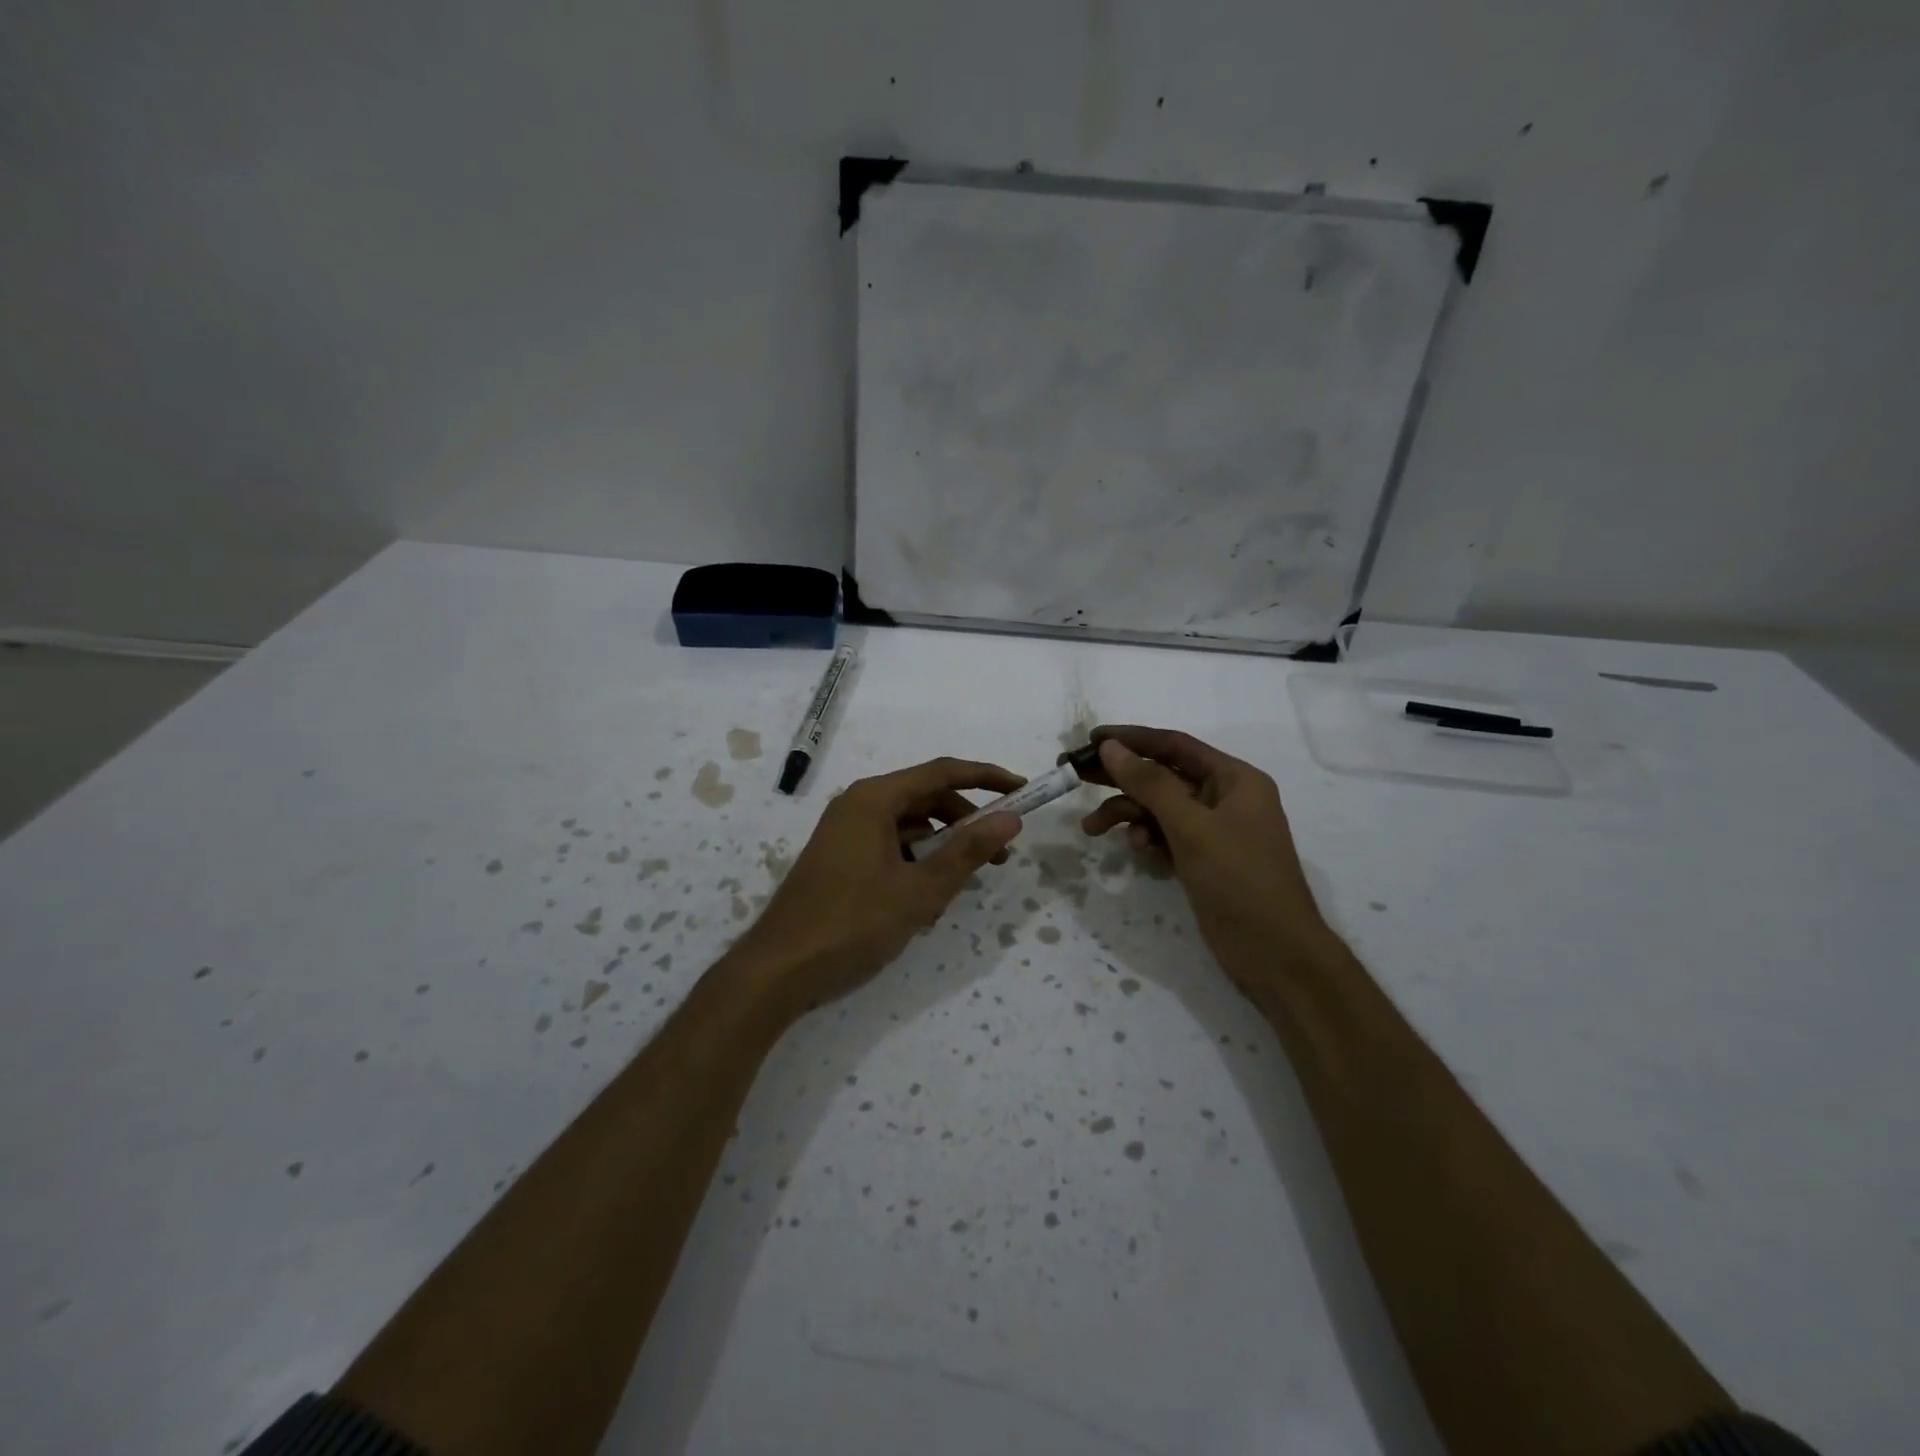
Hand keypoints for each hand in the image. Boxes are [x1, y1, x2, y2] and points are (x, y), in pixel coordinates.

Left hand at [731, 757, 1023, 1014]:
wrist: (779, 969)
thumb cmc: (853, 923)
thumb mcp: (921, 890)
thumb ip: (968, 851)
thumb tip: (1010, 819)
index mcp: (875, 798)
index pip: (943, 772)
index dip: (987, 777)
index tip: (1023, 791)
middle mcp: (858, 805)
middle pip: (926, 798)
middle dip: (967, 822)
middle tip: (1000, 854)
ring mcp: (846, 833)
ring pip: (909, 826)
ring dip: (942, 848)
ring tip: (964, 885)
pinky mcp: (841, 859)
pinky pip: (890, 848)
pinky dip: (916, 864)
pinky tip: (928, 902)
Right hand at [1076, 726, 1331, 981]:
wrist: (1275, 955)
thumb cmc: (1239, 880)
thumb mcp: (1191, 827)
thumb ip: (1150, 783)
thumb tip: (1111, 747)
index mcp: (1235, 779)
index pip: (1175, 746)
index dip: (1132, 739)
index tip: (1090, 739)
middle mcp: (1225, 797)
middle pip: (1163, 775)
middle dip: (1121, 777)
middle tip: (1076, 775)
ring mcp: (1214, 830)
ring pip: (1160, 808)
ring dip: (1127, 813)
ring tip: (1092, 829)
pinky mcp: (1203, 859)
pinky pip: (1166, 835)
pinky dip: (1146, 837)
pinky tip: (1135, 849)